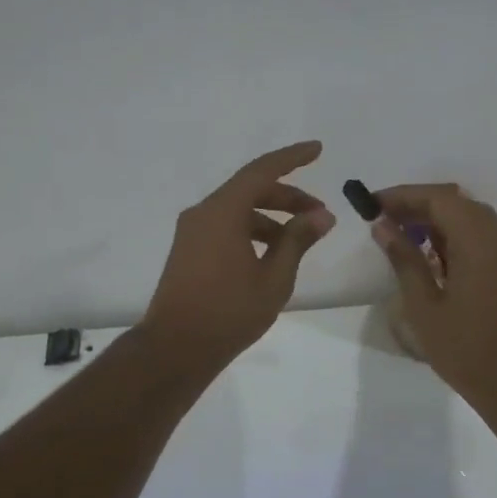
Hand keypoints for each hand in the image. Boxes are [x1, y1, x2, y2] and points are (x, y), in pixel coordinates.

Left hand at [139, 141, 335, 368]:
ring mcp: (192, 231)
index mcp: (222, 211)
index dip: (292, 157)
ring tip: (299, 239)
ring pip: (237, 209)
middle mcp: (203, 212)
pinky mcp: (188, 250)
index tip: (317, 150)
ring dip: (270, 217)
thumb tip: (321, 215)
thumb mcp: (274, 277)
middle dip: (287, 196)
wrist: (175, 348)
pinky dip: (251, 230)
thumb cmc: (229, 311)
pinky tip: (271, 254)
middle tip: (319, 213)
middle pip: (250, 189)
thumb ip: (298, 240)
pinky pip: (224, 226)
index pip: (262, 170)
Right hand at [371, 184, 496, 409]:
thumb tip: (382, 225)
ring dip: (434, 219)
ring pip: (468, 217)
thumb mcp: (423, 305)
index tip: (372, 204)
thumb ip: (404, 259)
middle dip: (417, 204)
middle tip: (383, 219)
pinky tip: (429, 255)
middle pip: (455, 202)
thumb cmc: (464, 348)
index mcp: (478, 242)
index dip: (403, 196)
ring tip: (400, 235)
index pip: (439, 199)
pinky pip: (479, 235)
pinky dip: (452, 234)